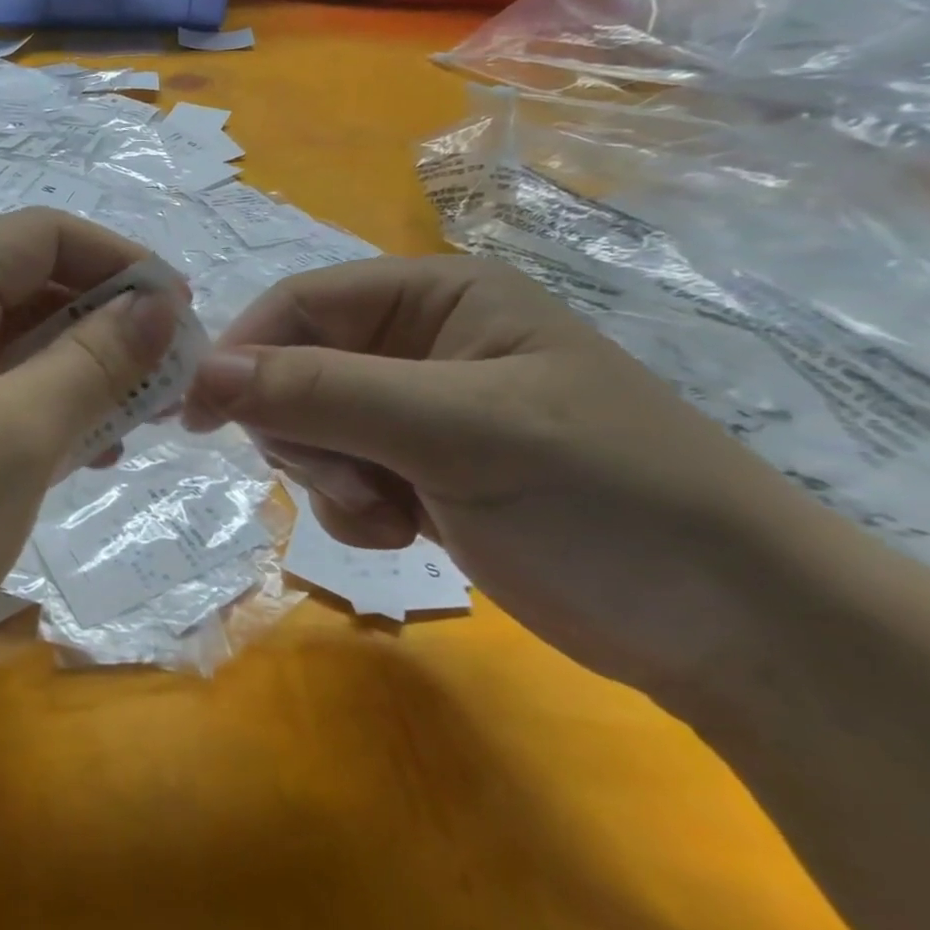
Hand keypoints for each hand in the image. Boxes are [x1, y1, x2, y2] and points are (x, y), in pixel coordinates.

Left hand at [0, 209, 177, 699]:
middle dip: (105, 325)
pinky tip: (76, 452)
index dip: (122, 264)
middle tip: (170, 383)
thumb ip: (94, 362)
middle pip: (27, 287)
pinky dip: (35, 409)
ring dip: (76, 372)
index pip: (43, 236)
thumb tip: (159, 304)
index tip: (184, 318)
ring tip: (132, 424)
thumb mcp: (14, 439)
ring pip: (9, 344)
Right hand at [182, 255, 825, 697]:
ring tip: (393, 514)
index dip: (243, 351)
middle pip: (295, 368)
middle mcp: (419, 342)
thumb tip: (202, 372)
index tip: (196, 414)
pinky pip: (336, 474)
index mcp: (436, 296)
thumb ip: (322, 392)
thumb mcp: (456, 432)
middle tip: (353, 479)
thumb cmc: (604, 498)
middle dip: (304, 431)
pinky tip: (404, 532)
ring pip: (309, 427)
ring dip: (329, 477)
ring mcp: (416, 410)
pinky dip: (351, 508)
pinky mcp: (417, 470)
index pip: (301, 303)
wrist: (733, 632)